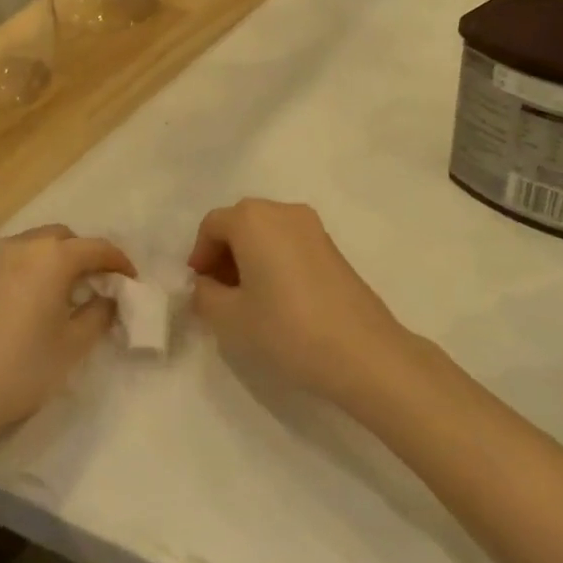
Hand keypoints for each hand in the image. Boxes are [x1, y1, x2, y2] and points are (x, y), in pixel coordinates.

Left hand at [0, 225, 133, 462]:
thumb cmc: (18, 371)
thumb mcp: (71, 347)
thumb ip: (98, 314)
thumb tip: (107, 298)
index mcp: (51, 257)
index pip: (97, 248)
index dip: (120, 263)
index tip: (132, 282)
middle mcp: (21, 246)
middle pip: (64, 238)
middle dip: (85, 256)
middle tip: (98, 287)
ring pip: (35, 246)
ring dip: (56, 261)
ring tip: (65, 296)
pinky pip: (13, 261)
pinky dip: (32, 270)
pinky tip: (32, 304)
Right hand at [188, 199, 414, 409]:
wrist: (362, 351)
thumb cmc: (287, 329)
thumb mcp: (229, 319)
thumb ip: (205, 295)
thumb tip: (207, 285)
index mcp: (253, 219)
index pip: (212, 225)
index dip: (199, 255)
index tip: (200, 288)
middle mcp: (283, 211)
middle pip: (240, 222)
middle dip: (223, 254)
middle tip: (219, 293)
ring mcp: (313, 226)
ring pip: (266, 232)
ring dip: (249, 257)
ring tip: (248, 299)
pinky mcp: (332, 246)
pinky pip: (289, 242)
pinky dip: (274, 260)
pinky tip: (277, 298)